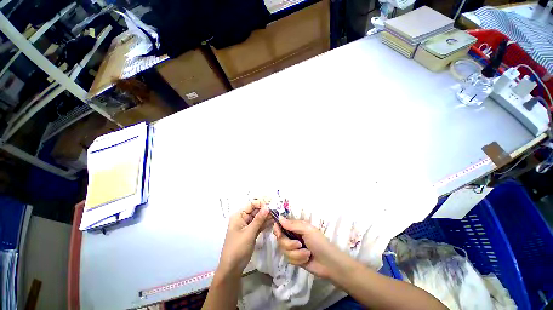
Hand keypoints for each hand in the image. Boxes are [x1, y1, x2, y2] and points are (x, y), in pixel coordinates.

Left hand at [219, 200, 271, 274]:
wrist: (232, 268)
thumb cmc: (238, 248)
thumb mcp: (249, 232)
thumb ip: (259, 219)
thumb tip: (267, 207)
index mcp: (239, 216)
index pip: (251, 204)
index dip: (261, 204)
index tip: (271, 206)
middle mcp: (243, 218)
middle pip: (255, 210)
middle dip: (265, 210)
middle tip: (276, 211)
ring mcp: (247, 226)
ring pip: (258, 218)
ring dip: (266, 216)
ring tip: (276, 215)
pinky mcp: (251, 232)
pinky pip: (259, 225)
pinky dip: (265, 223)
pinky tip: (273, 221)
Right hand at [273, 217, 348, 278]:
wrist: (329, 263)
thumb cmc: (319, 242)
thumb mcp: (307, 230)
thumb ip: (292, 225)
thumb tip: (279, 217)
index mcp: (296, 227)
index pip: (281, 226)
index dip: (277, 228)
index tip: (277, 232)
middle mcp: (293, 236)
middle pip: (280, 239)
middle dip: (289, 244)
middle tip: (299, 244)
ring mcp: (293, 248)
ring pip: (284, 250)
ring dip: (296, 253)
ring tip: (307, 253)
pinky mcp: (295, 259)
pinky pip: (289, 259)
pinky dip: (298, 259)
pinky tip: (306, 259)